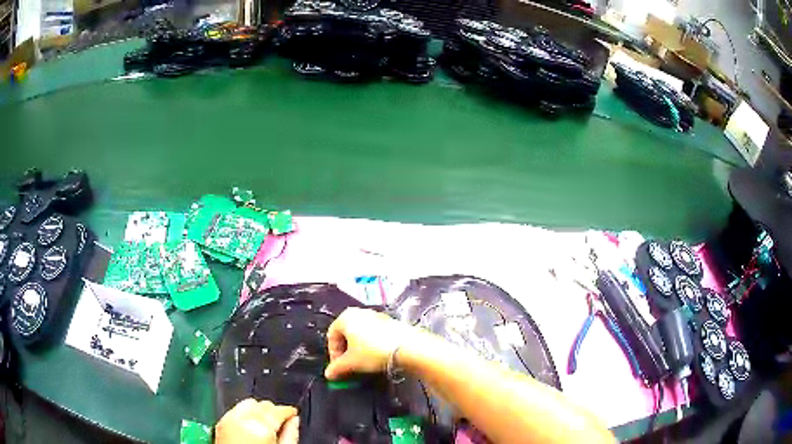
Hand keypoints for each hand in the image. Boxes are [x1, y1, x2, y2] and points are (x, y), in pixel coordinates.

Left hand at [215, 399, 299, 443]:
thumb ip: (291, 435)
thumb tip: (295, 421)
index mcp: (261, 427)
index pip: (279, 409)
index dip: (289, 412)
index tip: (293, 416)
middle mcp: (243, 419)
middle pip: (263, 404)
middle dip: (273, 411)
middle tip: (281, 423)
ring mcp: (229, 420)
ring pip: (248, 404)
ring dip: (258, 411)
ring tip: (265, 424)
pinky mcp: (221, 423)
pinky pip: (236, 410)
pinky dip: (245, 414)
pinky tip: (250, 426)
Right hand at [324, 307, 417, 379]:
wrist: (407, 347)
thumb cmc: (373, 352)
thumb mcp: (351, 363)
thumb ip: (336, 368)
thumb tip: (328, 374)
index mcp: (346, 317)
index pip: (331, 335)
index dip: (333, 354)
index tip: (338, 367)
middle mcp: (359, 312)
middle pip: (346, 333)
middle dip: (345, 351)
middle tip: (348, 365)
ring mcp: (375, 315)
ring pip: (360, 334)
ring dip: (357, 349)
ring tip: (362, 363)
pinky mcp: (389, 322)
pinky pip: (373, 334)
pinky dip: (370, 345)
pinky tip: (375, 357)